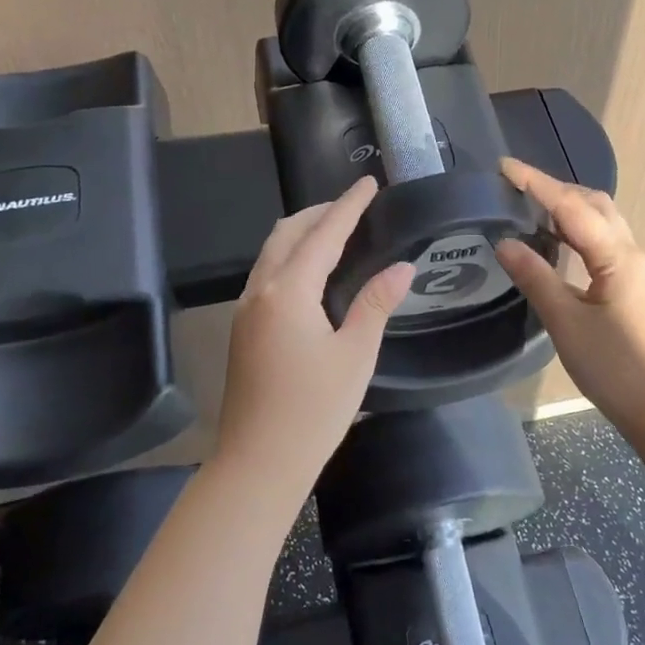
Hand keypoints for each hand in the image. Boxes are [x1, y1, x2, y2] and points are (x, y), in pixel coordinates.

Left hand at [216, 178, 412, 487]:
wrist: (258, 462)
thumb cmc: (314, 410)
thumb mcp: (355, 354)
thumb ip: (376, 303)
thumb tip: (402, 267)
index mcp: (288, 291)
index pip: (324, 233)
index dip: (348, 205)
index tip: (368, 182)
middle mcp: (260, 290)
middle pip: (287, 233)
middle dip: (319, 213)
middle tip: (353, 206)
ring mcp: (245, 310)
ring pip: (272, 253)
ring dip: (301, 234)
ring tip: (335, 232)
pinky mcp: (242, 329)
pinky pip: (266, 274)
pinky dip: (290, 258)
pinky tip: (312, 273)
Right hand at [496, 158, 644, 444]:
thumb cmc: (617, 369)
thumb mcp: (567, 324)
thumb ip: (536, 278)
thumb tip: (505, 243)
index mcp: (616, 256)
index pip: (571, 206)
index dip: (536, 183)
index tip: (503, 166)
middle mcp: (631, 253)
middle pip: (594, 204)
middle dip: (555, 189)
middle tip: (515, 187)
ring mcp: (636, 271)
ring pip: (602, 223)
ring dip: (568, 208)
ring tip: (530, 209)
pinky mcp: (634, 289)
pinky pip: (603, 243)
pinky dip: (577, 232)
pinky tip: (557, 246)